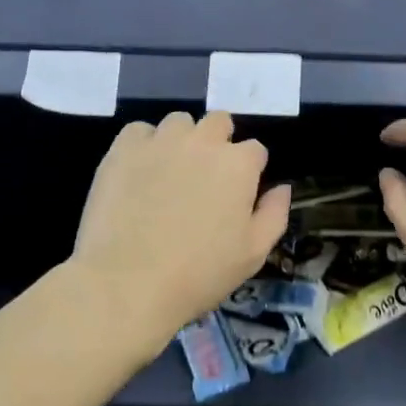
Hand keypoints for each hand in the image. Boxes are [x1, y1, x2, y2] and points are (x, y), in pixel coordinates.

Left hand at [73, 111, 290, 344]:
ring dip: (182, 140)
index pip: (255, 150)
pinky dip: (143, 145)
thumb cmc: (199, 273)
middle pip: (219, 122)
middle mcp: (203, 142)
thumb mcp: (253, 254)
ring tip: (170, 172)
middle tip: (206, 177)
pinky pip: (139, 130)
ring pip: (179, 122)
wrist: (127, 283)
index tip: (238, 195)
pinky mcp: (123, 149)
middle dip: (218, 142)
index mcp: (239, 164)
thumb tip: (282, 187)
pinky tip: (139, 171)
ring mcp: (161, 141)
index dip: (249, 171)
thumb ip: (274, 214)